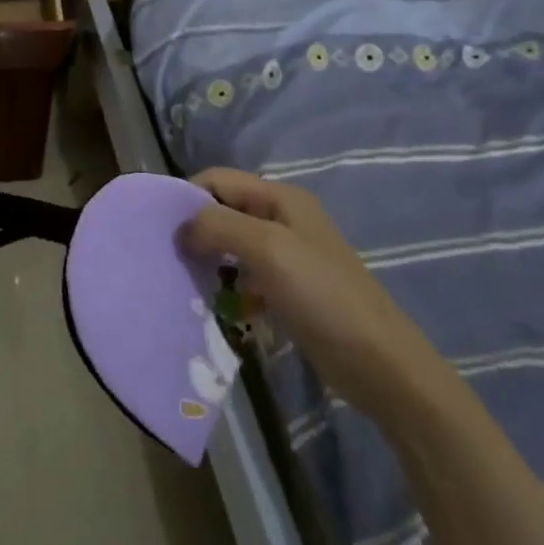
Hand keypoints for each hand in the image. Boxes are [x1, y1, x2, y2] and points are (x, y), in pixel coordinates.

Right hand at [181, 168, 449, 422]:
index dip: (188, 198)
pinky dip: (226, 287)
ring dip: (208, 261)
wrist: (381, 365)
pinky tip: (217, 307)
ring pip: (229, 246)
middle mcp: (281, 219)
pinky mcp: (286, 289)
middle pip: (222, 211)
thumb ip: (218, 227)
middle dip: (195, 231)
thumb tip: (179, 229)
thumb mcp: (268, 249)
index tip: (162, 230)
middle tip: (169, 258)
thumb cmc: (324, 297)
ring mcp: (285, 256)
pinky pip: (242, 277)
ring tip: (186, 284)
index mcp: (280, 198)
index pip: (216, 179)